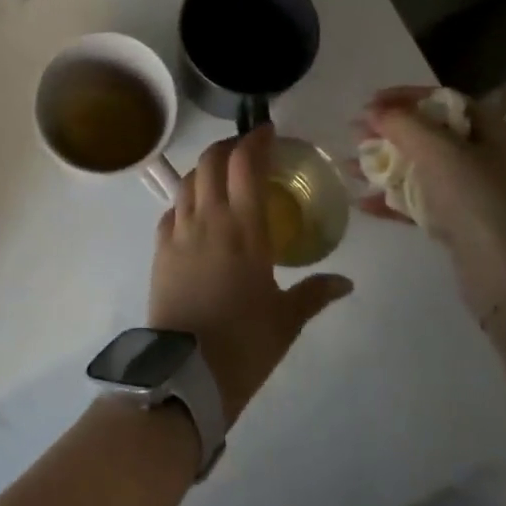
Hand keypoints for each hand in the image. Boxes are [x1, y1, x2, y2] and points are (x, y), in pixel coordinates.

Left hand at [149, 125, 353, 423]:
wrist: (186, 374)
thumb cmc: (244, 344)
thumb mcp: (287, 319)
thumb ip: (315, 293)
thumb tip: (346, 282)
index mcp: (244, 229)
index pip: (246, 165)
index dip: (255, 140)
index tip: (268, 132)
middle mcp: (209, 219)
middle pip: (212, 161)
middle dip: (228, 145)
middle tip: (246, 148)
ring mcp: (179, 232)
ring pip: (188, 180)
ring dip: (206, 167)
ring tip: (222, 174)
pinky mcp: (159, 249)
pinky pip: (171, 209)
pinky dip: (185, 198)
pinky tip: (195, 210)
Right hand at [357, 87, 505, 326]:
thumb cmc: (479, 203)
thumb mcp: (440, 152)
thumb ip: (403, 124)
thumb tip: (374, 111)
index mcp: (490, 131)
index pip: (442, 100)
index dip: (405, 96)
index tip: (369, 103)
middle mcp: (483, 157)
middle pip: (427, 133)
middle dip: (388, 132)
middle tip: (354, 135)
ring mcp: (471, 193)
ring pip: (419, 168)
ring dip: (383, 165)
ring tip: (348, 168)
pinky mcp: (458, 224)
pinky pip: (418, 202)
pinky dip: (391, 199)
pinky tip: (362, 203)